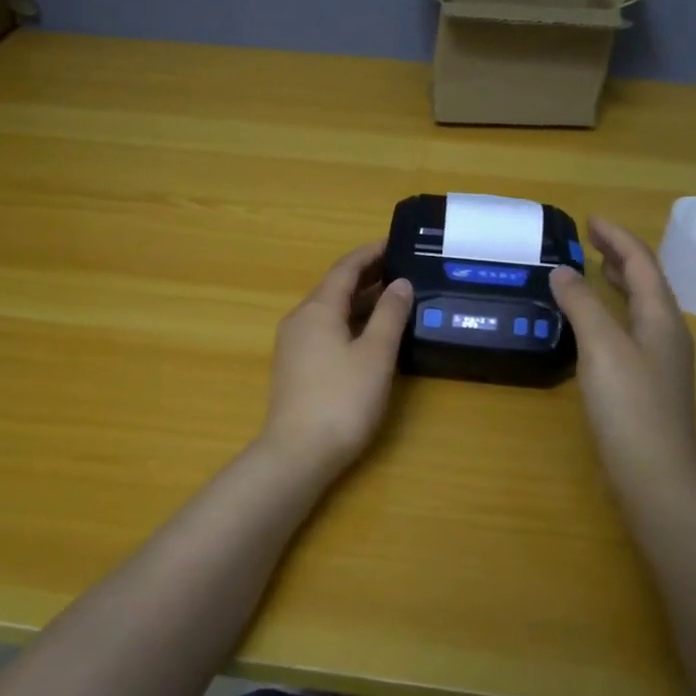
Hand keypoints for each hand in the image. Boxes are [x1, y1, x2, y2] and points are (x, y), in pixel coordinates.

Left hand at [259, 240, 412, 482]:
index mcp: (318, 309)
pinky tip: (369, 334)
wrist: (298, 453)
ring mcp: (294, 345)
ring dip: (359, 301)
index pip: (345, 268)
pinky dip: (349, 322)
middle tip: (402, 269)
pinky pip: (325, 330)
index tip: (395, 242)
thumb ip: (390, 315)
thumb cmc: (342, 399)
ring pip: (330, 311)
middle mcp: (300, 319)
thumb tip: (401, 283)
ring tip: (393, 298)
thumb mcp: (375, 354)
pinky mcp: (295, 367)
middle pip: (334, 287)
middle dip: (367, 276)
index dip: (370, 253)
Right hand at [550, 217, 695, 502]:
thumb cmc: (630, 405)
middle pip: (647, 281)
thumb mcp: (602, 347)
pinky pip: (632, 330)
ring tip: (596, 270)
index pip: (642, 262)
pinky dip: (614, 312)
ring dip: (620, 283)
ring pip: (641, 307)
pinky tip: (596, 324)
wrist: (656, 474)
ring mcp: (661, 360)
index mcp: (662, 317)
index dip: (617, 237)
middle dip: (621, 256)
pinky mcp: (648, 383)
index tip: (590, 219)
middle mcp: (667, 333)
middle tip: (591, 240)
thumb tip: (562, 270)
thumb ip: (582, 305)